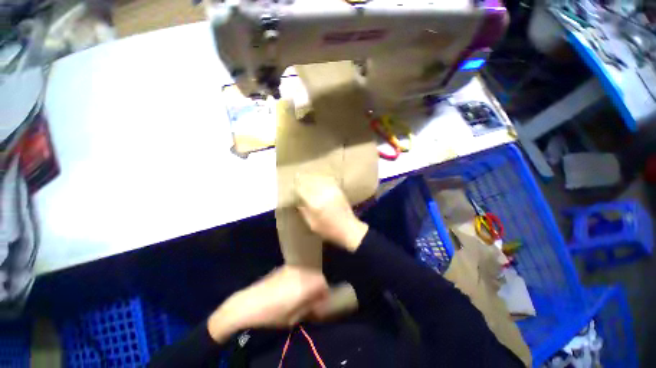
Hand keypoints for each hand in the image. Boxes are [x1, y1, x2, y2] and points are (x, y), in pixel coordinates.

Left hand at [207, 266, 328, 341]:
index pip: (323, 283)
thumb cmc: (271, 315)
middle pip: (317, 276)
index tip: (319, 302)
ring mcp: (292, 268)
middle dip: (317, 287)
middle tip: (311, 298)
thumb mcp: (292, 317)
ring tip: (301, 293)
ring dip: (309, 281)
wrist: (248, 304)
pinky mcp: (284, 267)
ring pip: (308, 272)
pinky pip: (298, 271)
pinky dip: (300, 277)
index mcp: (304, 285)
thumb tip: (317, 303)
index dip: (323, 294)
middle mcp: (301, 273)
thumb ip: (308, 307)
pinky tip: (290, 287)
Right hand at [296, 175, 368, 251]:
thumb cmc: (329, 230)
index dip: (297, 188)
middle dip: (303, 180)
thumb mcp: (313, 226)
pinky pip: (328, 181)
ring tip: (307, 178)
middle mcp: (323, 194)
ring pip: (319, 180)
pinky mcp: (338, 190)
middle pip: (310, 183)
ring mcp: (332, 191)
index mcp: (315, 204)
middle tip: (299, 179)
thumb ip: (304, 213)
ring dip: (312, 178)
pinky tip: (319, 180)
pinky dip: (322, 179)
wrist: (349, 229)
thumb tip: (298, 203)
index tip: (294, 187)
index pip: (302, 191)